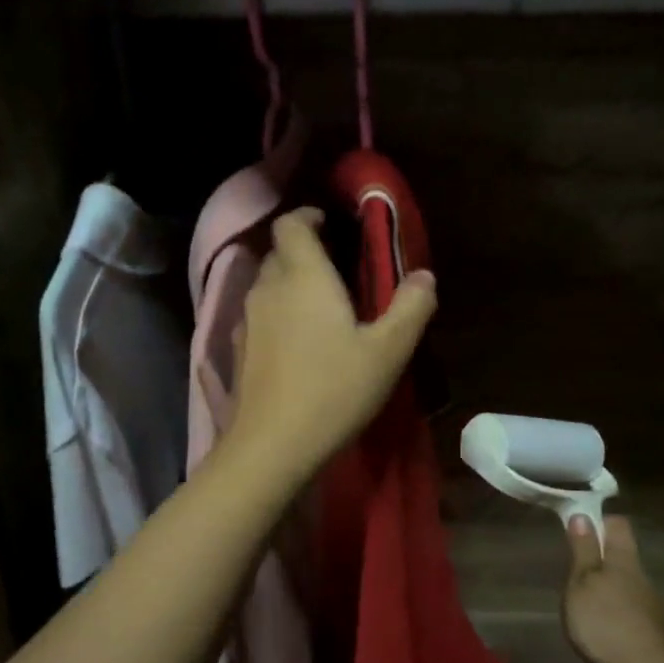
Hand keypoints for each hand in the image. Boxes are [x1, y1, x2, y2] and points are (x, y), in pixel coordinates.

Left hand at [227, 209, 437, 479]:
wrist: (272, 445)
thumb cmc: (335, 390)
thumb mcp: (388, 351)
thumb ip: (411, 308)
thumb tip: (425, 276)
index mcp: (304, 276)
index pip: (292, 224)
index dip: (308, 216)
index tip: (329, 224)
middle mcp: (268, 288)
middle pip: (279, 252)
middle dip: (303, 252)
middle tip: (336, 270)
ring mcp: (248, 320)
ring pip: (267, 285)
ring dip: (290, 285)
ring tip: (321, 307)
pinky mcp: (239, 350)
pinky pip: (259, 316)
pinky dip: (278, 315)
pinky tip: (298, 344)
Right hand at [562, 516, 663, 662]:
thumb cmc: (606, 624)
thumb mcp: (583, 584)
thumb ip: (584, 551)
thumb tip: (583, 515)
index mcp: (625, 561)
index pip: (618, 525)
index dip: (600, 521)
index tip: (579, 527)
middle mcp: (643, 578)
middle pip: (623, 557)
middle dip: (602, 559)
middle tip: (575, 571)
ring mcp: (653, 608)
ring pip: (629, 587)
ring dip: (610, 590)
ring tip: (587, 606)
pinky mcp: (654, 635)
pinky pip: (633, 614)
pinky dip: (618, 615)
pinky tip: (606, 631)